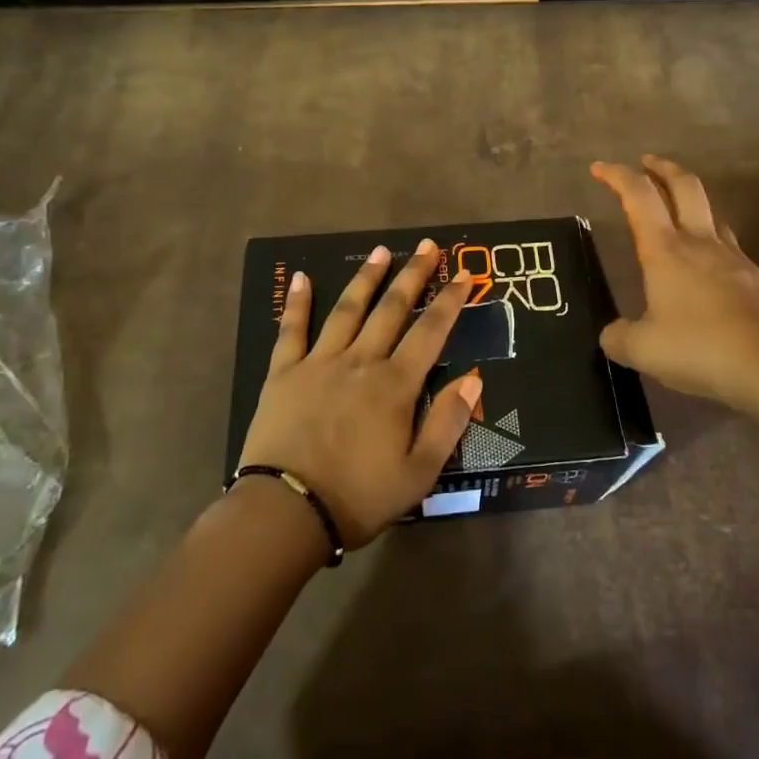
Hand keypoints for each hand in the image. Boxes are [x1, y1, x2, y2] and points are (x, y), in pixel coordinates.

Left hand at [239, 239, 482, 548]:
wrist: (286, 512)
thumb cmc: (358, 497)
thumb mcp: (419, 473)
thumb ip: (448, 423)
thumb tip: (474, 377)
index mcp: (395, 385)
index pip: (430, 331)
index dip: (450, 301)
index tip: (464, 274)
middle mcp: (361, 361)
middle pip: (392, 309)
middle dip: (413, 275)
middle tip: (428, 246)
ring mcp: (319, 362)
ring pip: (348, 309)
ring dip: (367, 278)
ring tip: (381, 251)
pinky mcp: (284, 373)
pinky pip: (291, 330)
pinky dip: (297, 302)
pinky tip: (300, 277)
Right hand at [592, 156, 758, 422]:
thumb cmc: (700, 349)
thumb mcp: (643, 350)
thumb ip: (619, 338)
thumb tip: (611, 335)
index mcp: (666, 251)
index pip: (639, 197)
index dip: (618, 176)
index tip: (600, 168)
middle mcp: (701, 243)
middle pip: (684, 186)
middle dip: (663, 168)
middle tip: (647, 162)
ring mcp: (735, 259)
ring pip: (712, 215)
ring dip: (692, 204)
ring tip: (679, 216)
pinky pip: (731, 251)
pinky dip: (714, 248)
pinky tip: (711, 274)